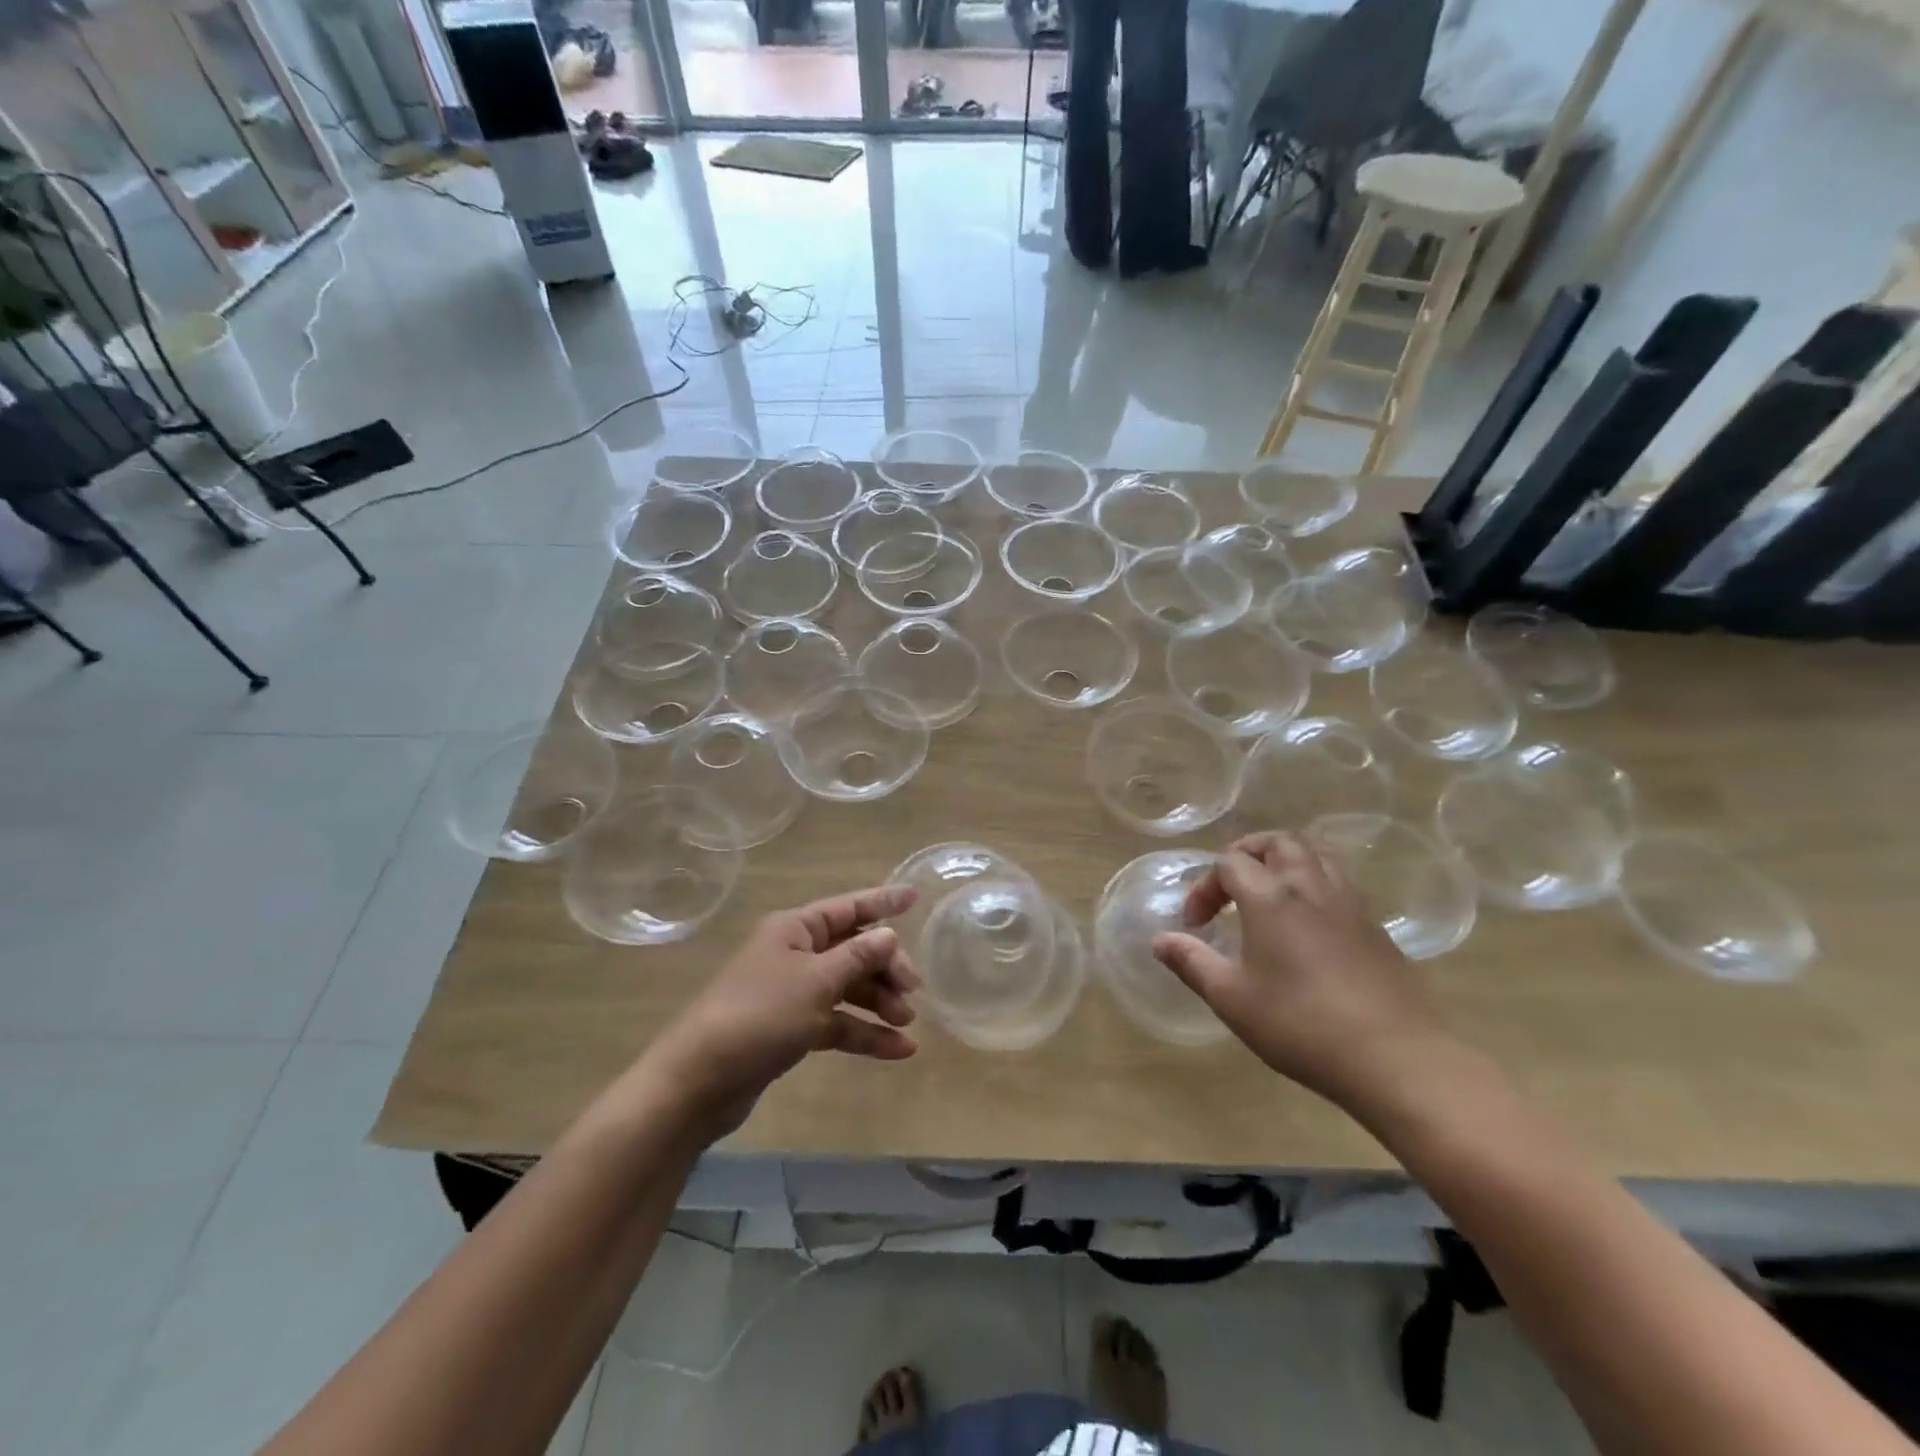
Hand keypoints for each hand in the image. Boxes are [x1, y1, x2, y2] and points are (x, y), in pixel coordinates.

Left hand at [646, 885, 922, 1139]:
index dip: (882, 902)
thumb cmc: (760, 1015)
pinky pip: (837, 1022)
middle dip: (885, 967)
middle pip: (852, 950)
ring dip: (879, 1002)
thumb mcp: (816, 982)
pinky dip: (864, 1032)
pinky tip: (898, 1050)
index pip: (848, 908)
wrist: (699, 1081)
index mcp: (795, 930)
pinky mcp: (791, 1029)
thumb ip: (857, 957)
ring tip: (908, 1022)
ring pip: (847, 988)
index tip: (916, 898)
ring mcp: (792, 993)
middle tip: (913, 991)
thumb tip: (889, 934)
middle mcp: (794, 954)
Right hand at [1152, 832, 1452, 1108]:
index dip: (1205, 886)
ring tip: (1270, 894)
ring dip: (1286, 862)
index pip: (1230, 863)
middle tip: (1232, 886)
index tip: (1196, 925)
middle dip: (1248, 853)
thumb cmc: (1300, 1024)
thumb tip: (1160, 940)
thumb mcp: (1231, 998)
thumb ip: (1192, 962)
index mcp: (1271, 897)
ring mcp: (1350, 904)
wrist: (1394, 1057)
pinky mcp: (1375, 927)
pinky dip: (1316, 885)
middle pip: (1278, 842)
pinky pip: (1341, 883)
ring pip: (1316, 855)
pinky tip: (1309, 924)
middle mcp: (1311, 887)